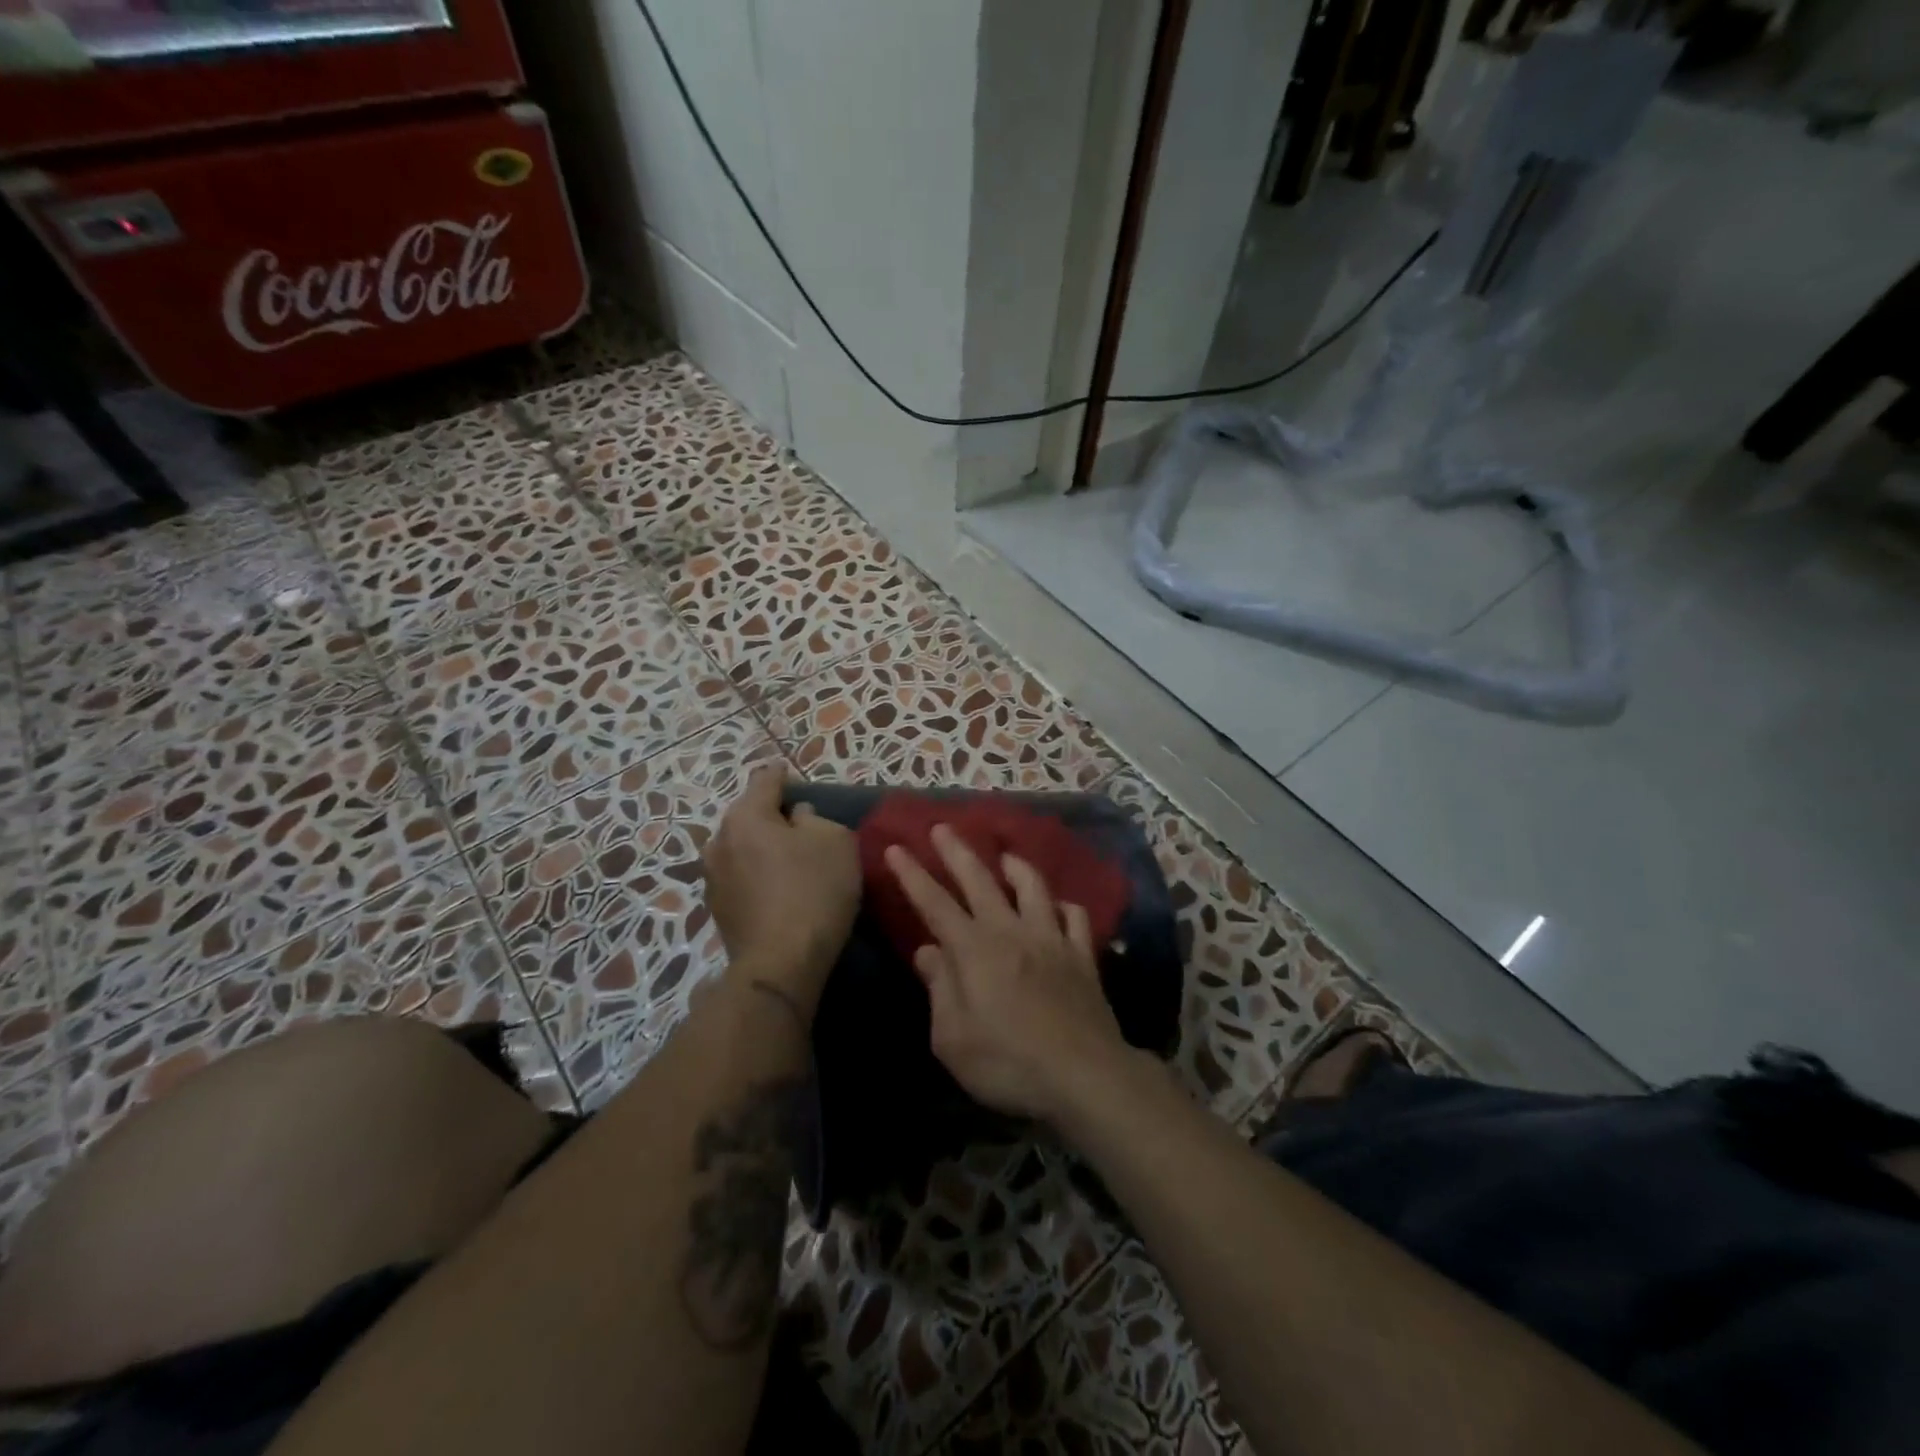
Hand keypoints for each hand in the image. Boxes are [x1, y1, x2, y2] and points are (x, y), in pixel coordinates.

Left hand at [702, 769, 860, 1011]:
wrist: (781, 964)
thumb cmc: (813, 891)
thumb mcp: (835, 841)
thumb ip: (816, 818)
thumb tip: (797, 818)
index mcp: (745, 816)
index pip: (765, 780)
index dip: (783, 774)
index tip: (791, 773)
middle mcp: (719, 840)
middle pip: (749, 815)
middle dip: (772, 814)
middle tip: (800, 821)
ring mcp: (712, 877)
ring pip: (742, 847)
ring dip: (762, 846)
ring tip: (788, 855)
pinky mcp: (717, 909)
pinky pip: (741, 876)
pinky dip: (757, 873)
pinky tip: (778, 886)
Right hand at [886, 825, 1140, 1126]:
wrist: (1083, 1075)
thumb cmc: (1008, 1063)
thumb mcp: (952, 1039)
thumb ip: (939, 989)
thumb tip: (927, 951)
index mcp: (974, 950)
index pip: (934, 903)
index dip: (913, 874)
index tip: (896, 847)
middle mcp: (1011, 932)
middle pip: (980, 880)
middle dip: (957, 852)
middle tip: (942, 827)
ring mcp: (1051, 939)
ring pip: (1032, 887)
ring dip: (1015, 866)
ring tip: (1005, 856)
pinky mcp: (1081, 955)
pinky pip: (1075, 917)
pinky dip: (1064, 906)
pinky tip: (1058, 906)